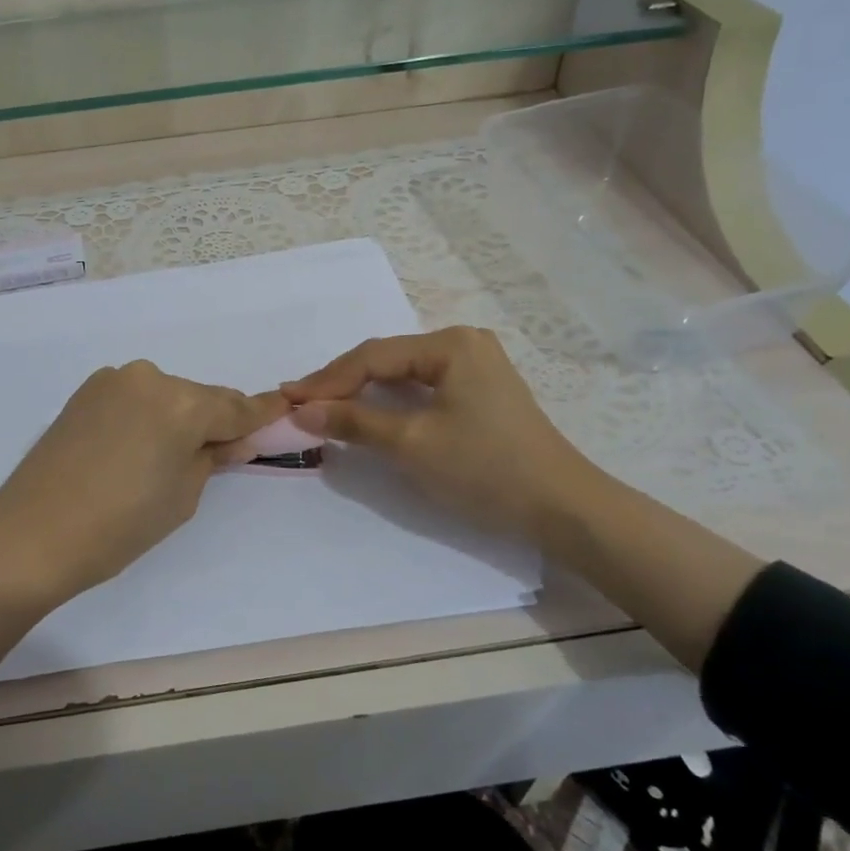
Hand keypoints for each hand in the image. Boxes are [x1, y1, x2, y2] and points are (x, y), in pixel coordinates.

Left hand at [0, 362, 287, 604]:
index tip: (285, 406)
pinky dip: (148, 415)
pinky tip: (138, 444)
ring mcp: (113, 381)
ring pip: (166, 396)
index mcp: (182, 404)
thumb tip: (232, 439)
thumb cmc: (119, 525)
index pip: (235, 408)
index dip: (262, 412)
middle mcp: (150, 378)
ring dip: (178, 417)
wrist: (33, 533)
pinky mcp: (86, 391)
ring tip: (171, 454)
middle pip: (200, 398)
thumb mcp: (183, 496)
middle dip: (215, 420)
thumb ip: (212, 457)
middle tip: (225, 450)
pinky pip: (135, 398)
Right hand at [282, 326, 601, 537]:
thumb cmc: (485, 469)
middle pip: (386, 360)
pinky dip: (389, 401)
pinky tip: (366, 412)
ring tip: (323, 408)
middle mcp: (462, 342)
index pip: (372, 357)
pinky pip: (421, 386)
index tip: (287, 399)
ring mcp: (474, 365)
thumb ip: (353, 422)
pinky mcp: (479, 390)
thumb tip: (300, 412)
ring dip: (362, 392)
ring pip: (402, 374)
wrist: (562, 508)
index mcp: (449, 343)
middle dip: (342, 384)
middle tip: (300, 405)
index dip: (326, 380)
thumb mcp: (411, 444)